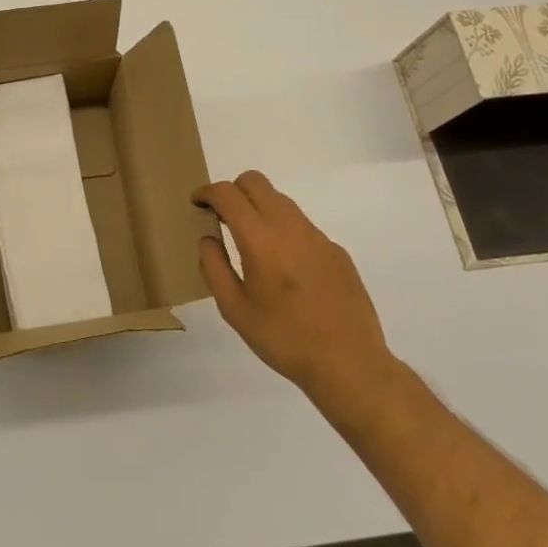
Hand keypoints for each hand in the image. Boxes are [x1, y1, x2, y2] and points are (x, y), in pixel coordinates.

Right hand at [196, 171, 400, 420]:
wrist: (350, 364)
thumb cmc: (284, 339)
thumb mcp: (234, 310)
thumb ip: (214, 266)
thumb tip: (208, 237)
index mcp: (260, 239)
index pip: (227, 193)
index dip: (206, 192)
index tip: (197, 204)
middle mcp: (289, 226)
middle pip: (255, 181)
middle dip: (233, 191)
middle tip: (223, 217)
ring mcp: (317, 236)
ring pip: (280, 200)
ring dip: (259, 207)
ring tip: (253, 243)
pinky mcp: (336, 250)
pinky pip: (302, 225)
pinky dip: (284, 231)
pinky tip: (286, 268)